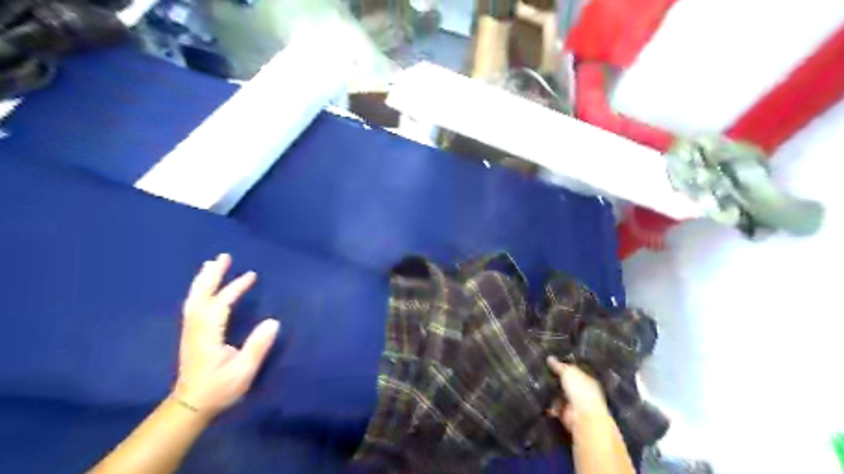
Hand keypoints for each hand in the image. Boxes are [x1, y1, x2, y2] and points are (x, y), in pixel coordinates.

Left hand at [174, 253, 278, 416]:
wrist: (191, 406)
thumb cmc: (219, 389)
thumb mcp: (243, 371)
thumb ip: (257, 346)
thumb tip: (273, 321)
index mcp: (208, 336)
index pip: (219, 305)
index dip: (234, 289)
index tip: (251, 276)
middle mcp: (196, 329)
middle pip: (200, 296)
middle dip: (211, 275)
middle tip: (222, 257)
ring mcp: (191, 331)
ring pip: (194, 299)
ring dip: (203, 280)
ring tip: (212, 264)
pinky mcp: (192, 334)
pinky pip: (194, 305)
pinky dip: (200, 291)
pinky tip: (206, 288)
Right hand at [544, 357, 609, 431]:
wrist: (583, 418)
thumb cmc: (580, 391)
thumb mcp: (568, 373)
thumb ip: (559, 366)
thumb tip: (550, 358)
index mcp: (587, 380)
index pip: (574, 371)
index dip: (563, 366)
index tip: (550, 362)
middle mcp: (582, 392)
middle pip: (566, 383)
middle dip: (555, 379)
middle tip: (541, 372)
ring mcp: (574, 404)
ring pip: (559, 394)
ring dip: (550, 391)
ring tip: (537, 383)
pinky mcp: (566, 414)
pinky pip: (555, 406)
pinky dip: (548, 404)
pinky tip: (539, 397)